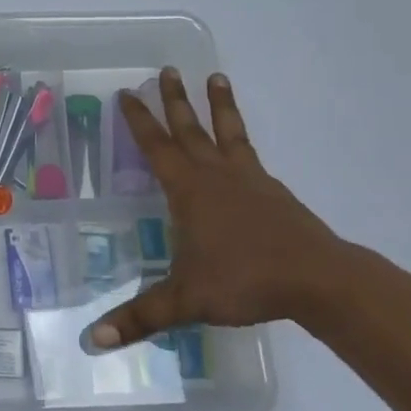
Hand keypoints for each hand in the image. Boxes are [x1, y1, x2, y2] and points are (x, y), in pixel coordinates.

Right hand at [89, 68, 361, 349]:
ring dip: (218, 105)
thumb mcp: (185, 300)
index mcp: (189, 190)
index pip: (156, 146)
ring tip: (216, 76)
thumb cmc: (245, 281)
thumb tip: (93, 340)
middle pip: (190, 129)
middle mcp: (216, 175)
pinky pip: (250, 153)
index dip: (140, 120)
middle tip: (167, 70)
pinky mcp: (273, 191)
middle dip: (175, 101)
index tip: (128, 92)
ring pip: (227, 132)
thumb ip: (140, 317)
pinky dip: (240, 139)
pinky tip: (240, 145)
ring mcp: (248, 179)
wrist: (316, 278)